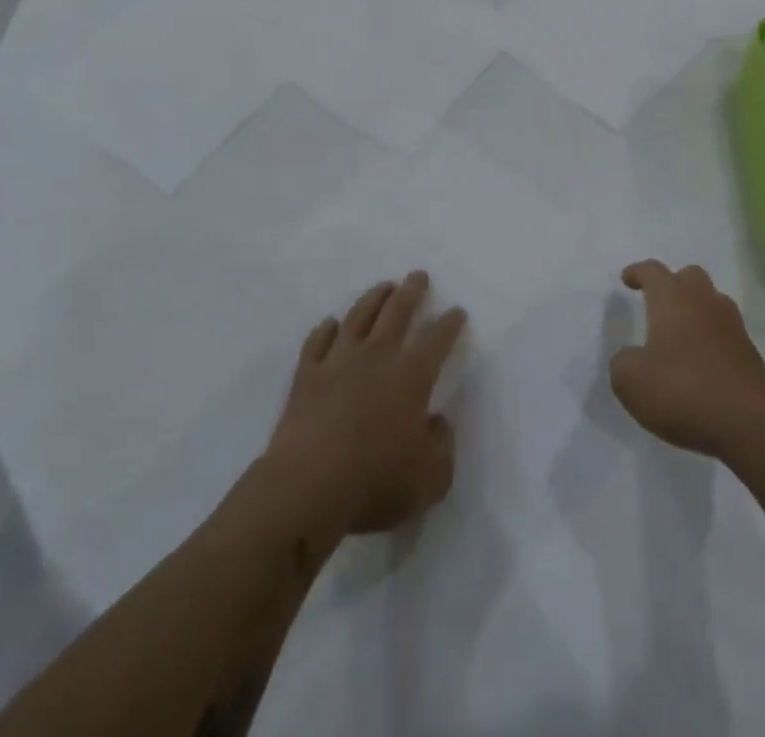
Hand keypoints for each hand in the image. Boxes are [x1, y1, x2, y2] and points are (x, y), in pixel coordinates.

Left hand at [265, 271, 466, 535]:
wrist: (307, 488)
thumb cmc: (375, 483)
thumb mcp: (431, 479)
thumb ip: (442, 446)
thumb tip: (437, 421)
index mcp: (412, 376)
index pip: (437, 338)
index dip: (450, 323)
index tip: (457, 311)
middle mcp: (377, 356)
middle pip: (397, 311)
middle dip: (412, 290)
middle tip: (418, 275)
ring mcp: (339, 360)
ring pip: (359, 315)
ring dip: (374, 297)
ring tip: (384, 286)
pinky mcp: (307, 375)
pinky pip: (318, 341)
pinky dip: (326, 329)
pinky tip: (331, 324)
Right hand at [610, 261, 764, 460]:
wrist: (749, 422)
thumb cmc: (683, 390)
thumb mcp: (631, 382)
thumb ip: (622, 363)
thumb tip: (631, 358)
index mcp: (671, 298)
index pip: (652, 271)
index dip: (637, 272)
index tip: (627, 279)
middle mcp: (703, 301)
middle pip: (689, 276)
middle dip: (673, 284)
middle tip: (659, 303)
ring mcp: (731, 324)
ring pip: (712, 301)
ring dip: (696, 309)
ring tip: (680, 333)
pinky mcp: (749, 351)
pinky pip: (725, 331)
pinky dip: (711, 337)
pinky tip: (701, 361)